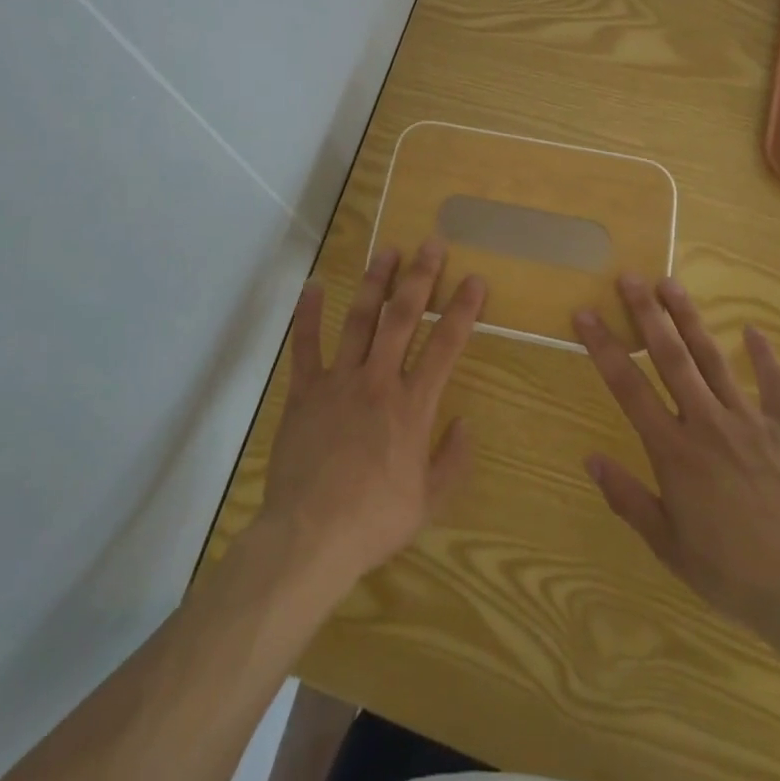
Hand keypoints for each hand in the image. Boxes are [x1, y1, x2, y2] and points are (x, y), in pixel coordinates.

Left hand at [260, 241, 485, 589]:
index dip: (463, 309)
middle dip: (420, 277)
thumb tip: (466, 423)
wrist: (310, 537)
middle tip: (431, 243)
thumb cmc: (374, 521)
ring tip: (387, 251)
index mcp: (412, 406)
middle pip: (402, 317)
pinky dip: (307, 314)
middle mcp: (378, 380)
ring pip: (359, 319)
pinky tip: (313, 285)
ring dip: (374, 282)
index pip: (445, 346)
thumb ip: (453, 460)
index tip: (475, 279)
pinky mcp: (304, 391)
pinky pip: (306, 345)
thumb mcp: (428, 501)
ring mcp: (338, 381)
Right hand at [574, 275, 779, 668]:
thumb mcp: (669, 546)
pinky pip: (775, 384)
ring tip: (670, 283)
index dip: (603, 346)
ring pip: (714, 358)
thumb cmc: (733, 573)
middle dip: (647, 314)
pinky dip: (764, 355)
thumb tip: (590, 459)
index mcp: (674, 450)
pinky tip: (753, 330)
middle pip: (671, 357)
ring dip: (690, 318)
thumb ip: (628, 499)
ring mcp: (751, 420)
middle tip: (629, 276)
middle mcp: (707, 422)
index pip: (628, 387)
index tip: (584, 313)